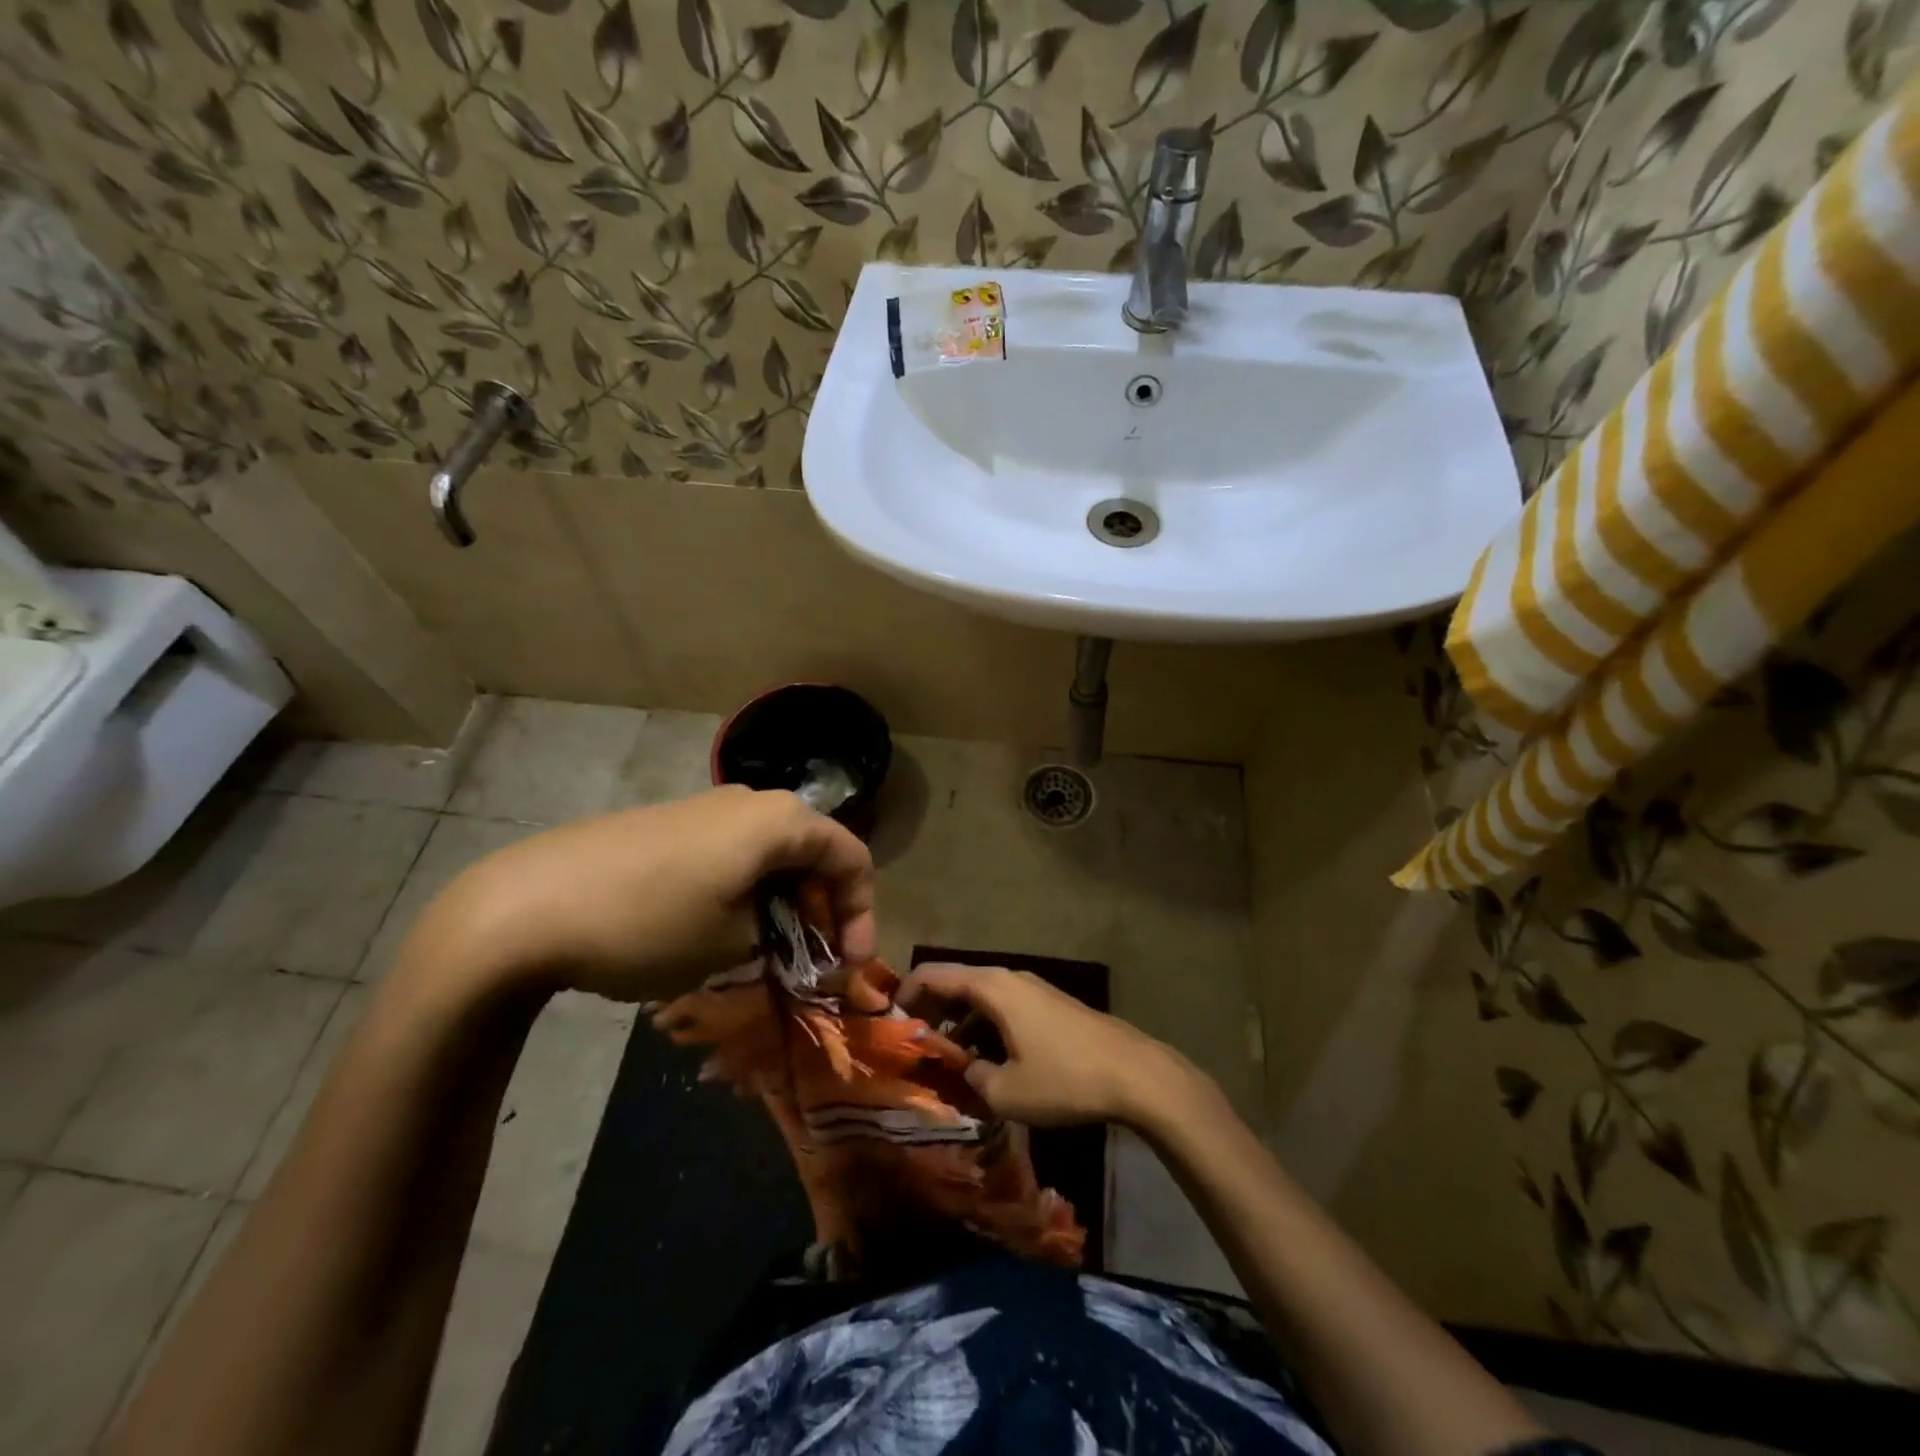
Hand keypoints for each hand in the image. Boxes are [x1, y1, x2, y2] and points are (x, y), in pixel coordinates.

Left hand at [416, 786, 875, 999]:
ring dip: (783, 901)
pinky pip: (731, 851)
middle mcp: (750, 801)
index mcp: (779, 821)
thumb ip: (780, 936)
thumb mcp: (731, 944)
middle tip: (816, 962)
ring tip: (770, 951)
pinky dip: (746, 889)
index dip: (862, 912)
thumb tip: (787, 934)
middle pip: (812, 851)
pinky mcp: (668, 823)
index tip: (851, 966)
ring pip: (770, 853)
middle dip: (822, 908)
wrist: (525, 907)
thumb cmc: (648, 924)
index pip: (851, 857)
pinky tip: (722, 927)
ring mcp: (704, 808)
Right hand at [900, 963, 1205, 1128]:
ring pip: (982, 997)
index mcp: (992, 987)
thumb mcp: (1005, 1091)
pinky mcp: (1051, 1005)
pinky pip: (1005, 1007)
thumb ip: (970, 1077)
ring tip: (949, 1060)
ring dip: (960, 1022)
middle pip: (956, 982)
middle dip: (931, 1011)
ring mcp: (1033, 989)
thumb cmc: (1063, 1078)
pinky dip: (986, 1026)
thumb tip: (961, 1069)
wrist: (1134, 1074)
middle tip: (915, 1046)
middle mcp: (1009, 977)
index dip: (905, 995)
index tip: (889, 1024)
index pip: (933, 974)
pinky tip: (989, 1061)